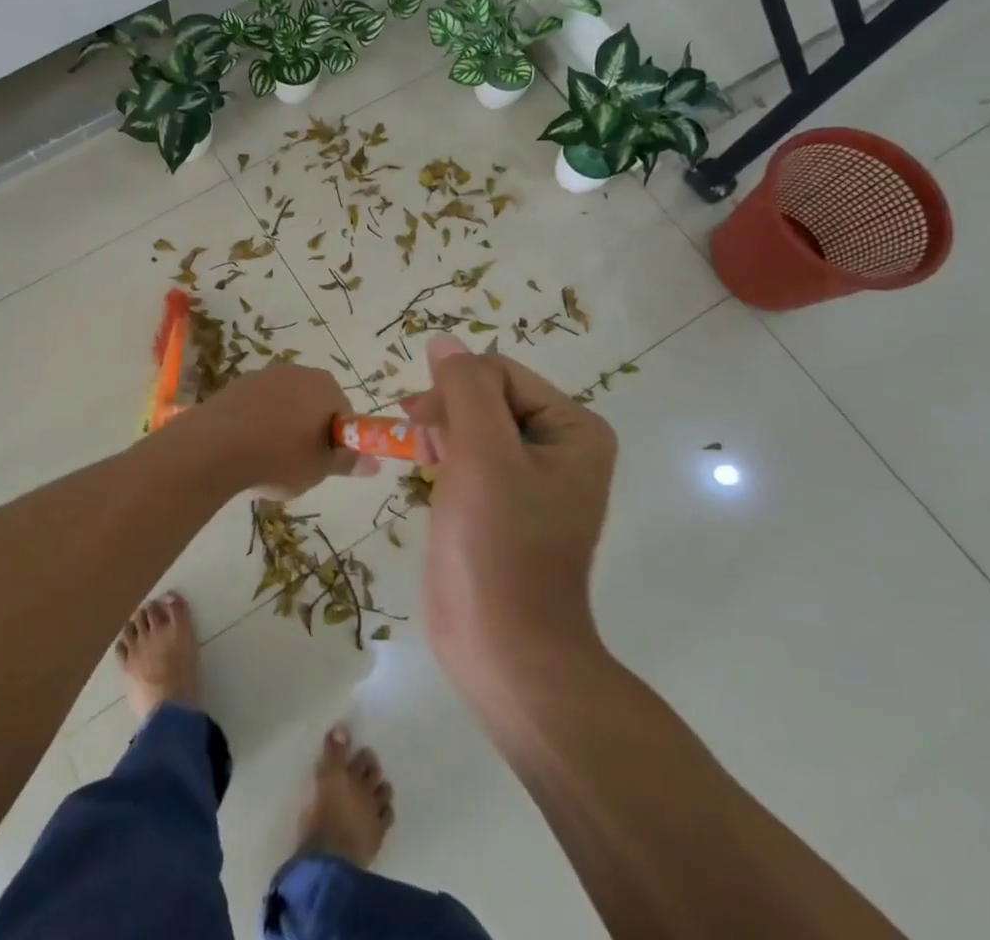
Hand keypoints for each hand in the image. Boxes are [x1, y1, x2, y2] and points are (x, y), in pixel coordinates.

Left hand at [180, 362, 371, 497]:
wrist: (215, 446)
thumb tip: (374, 463)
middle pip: (314, 403)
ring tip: (269, 459)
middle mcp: (297, 372)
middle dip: (310, 430)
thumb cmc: (279, 457)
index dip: (338, 439)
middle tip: (300, 463)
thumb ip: (347, 462)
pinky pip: (258, 405)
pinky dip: (257, 422)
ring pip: (285, 403)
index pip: (344, 411)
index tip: (325, 462)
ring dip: (282, 426)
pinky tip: (246, 448)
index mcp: (325, 387)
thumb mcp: (319, 468)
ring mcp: (264, 374)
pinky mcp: (237, 384)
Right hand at [399, 336, 618, 714]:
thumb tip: (443, 341)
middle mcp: (559, 447)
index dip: (456, 388)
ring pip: (473, 424)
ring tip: (420, 457)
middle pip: (487, 395)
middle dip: (447, 410)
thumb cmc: (498, 545)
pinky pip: (470, 456)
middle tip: (415, 437)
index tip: (419, 419)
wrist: (504, 648)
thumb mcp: (481, 453)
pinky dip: (444, 456)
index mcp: (574, 430)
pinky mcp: (502, 504)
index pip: (501, 373)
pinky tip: (428, 472)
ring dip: (441, 431)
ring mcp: (530, 478)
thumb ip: (464, 388)